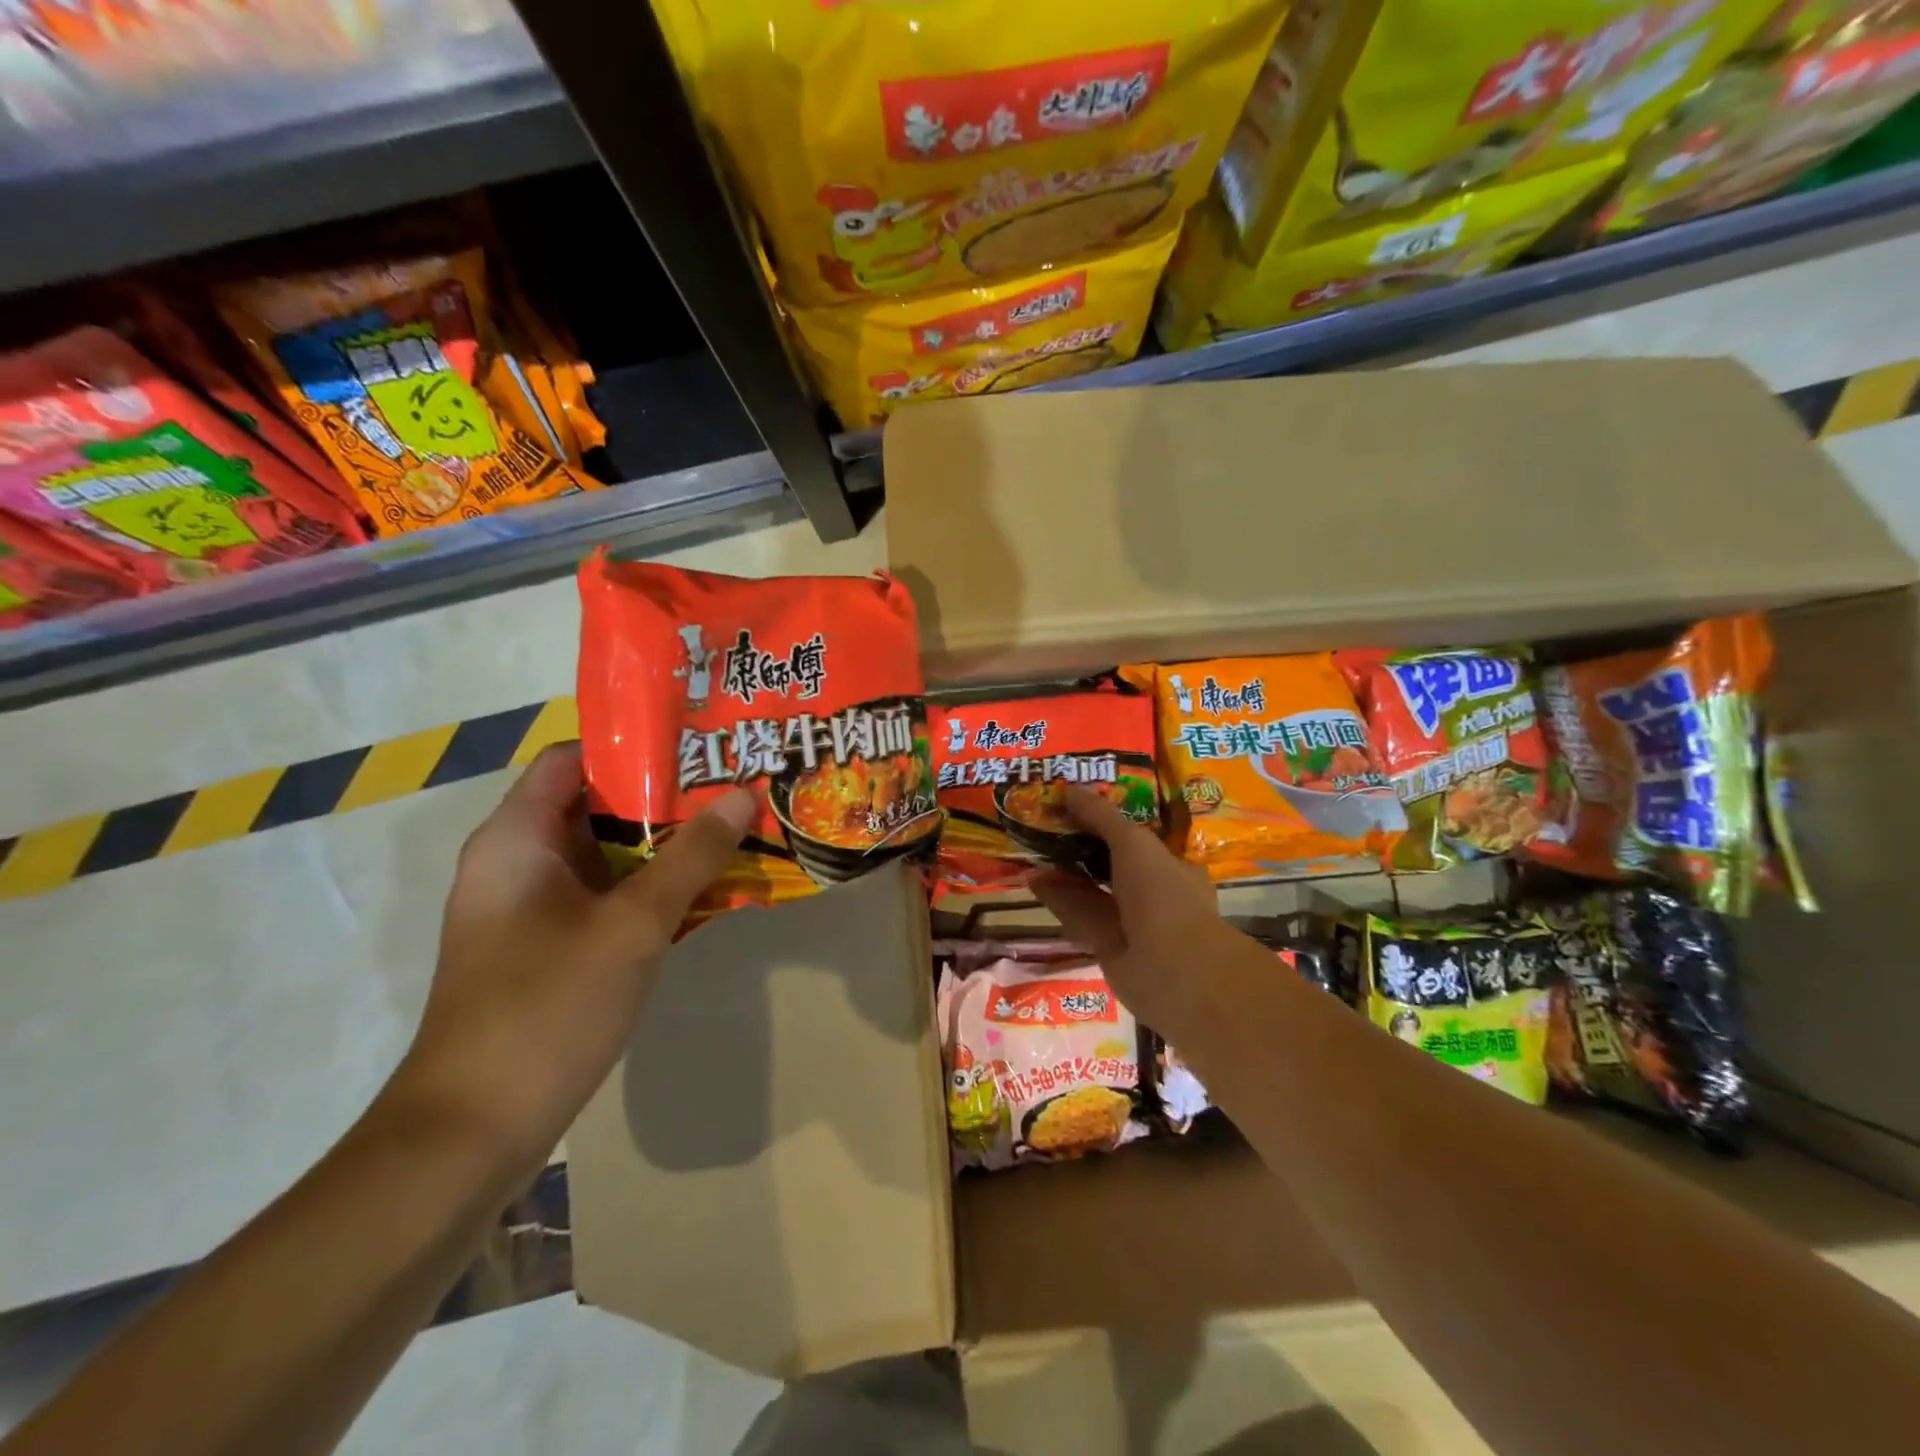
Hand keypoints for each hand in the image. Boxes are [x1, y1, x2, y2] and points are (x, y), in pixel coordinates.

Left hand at [388, 744, 753, 1173]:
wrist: (473, 1132)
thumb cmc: (546, 1007)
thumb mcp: (632, 924)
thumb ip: (691, 856)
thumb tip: (743, 794)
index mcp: (517, 839)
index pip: (573, 759)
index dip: (634, 745)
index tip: (699, 743)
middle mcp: (519, 862)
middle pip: (596, 804)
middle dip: (666, 794)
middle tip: (733, 783)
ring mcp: (533, 908)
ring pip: (607, 854)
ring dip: (665, 843)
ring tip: (733, 826)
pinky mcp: (549, 947)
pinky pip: (607, 896)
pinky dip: (652, 886)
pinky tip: (707, 889)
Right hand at [1033, 785, 1245, 1048]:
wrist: (1173, 970)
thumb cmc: (1163, 894)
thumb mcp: (1133, 842)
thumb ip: (1100, 815)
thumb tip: (1069, 789)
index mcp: (1173, 866)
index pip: (1140, 837)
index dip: (1110, 819)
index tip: (1080, 803)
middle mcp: (1155, 893)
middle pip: (1113, 862)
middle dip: (1082, 843)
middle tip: (1049, 821)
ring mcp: (1132, 922)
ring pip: (1093, 889)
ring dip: (1065, 869)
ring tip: (1032, 844)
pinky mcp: (1107, 946)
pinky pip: (1079, 914)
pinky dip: (1057, 897)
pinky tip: (1032, 878)